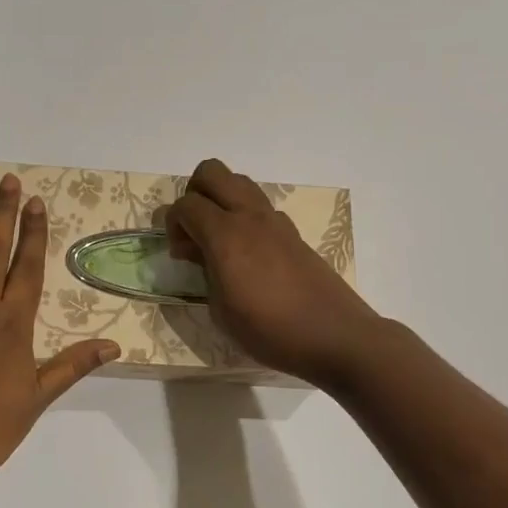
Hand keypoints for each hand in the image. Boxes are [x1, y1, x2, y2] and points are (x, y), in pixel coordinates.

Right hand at [167, 158, 384, 388]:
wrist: (334, 335)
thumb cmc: (269, 330)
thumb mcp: (220, 311)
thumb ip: (204, 272)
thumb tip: (199, 252)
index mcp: (225, 235)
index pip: (185, 204)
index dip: (173, 224)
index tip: (179, 254)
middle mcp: (249, 216)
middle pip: (211, 172)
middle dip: (194, 193)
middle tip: (195, 230)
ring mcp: (275, 220)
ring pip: (238, 181)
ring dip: (221, 199)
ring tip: (220, 239)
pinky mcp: (292, 232)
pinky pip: (260, 206)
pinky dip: (245, 217)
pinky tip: (248, 254)